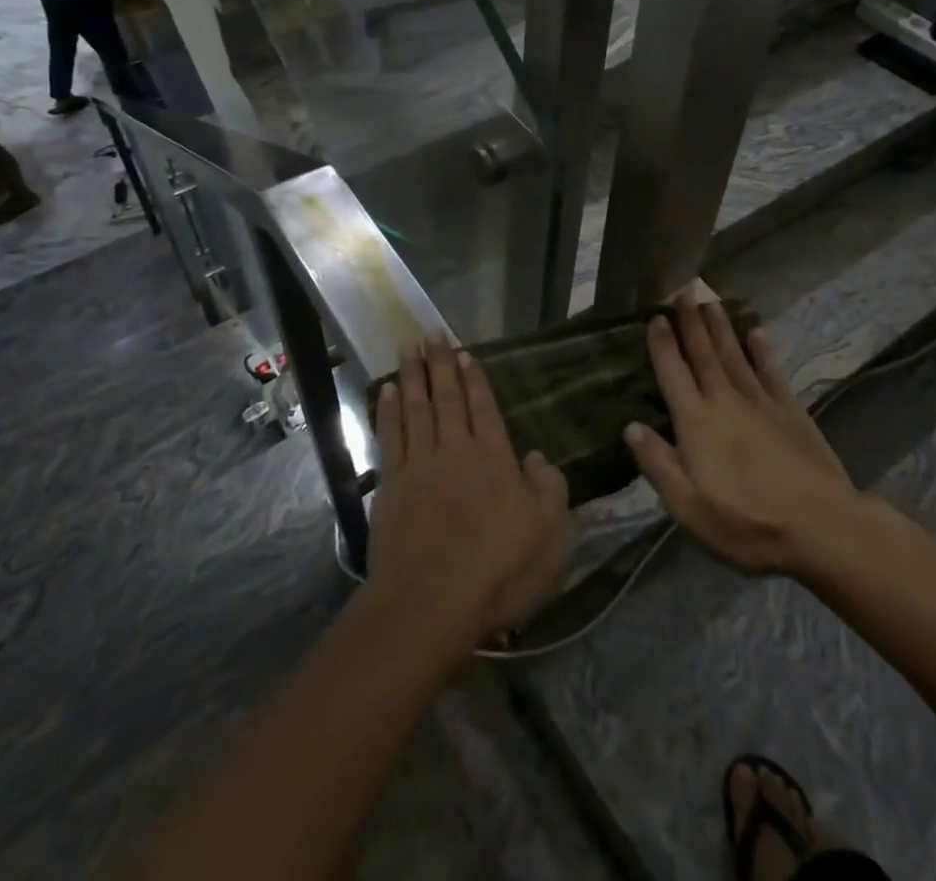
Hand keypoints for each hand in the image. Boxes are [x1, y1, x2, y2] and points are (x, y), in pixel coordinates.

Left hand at [368, 337, 571, 645]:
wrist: (431, 602)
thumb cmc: (499, 571)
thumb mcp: (550, 533)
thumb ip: (550, 487)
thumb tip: (537, 456)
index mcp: (495, 458)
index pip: (484, 407)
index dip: (474, 378)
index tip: (463, 351)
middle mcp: (456, 450)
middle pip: (447, 398)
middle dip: (440, 364)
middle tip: (431, 333)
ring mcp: (419, 465)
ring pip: (416, 408)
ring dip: (411, 375)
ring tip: (407, 346)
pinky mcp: (391, 485)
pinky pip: (390, 436)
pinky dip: (387, 411)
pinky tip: (385, 391)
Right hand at [626, 298, 860, 575]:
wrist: (821, 528)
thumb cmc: (746, 523)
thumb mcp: (688, 506)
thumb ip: (658, 463)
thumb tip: (630, 426)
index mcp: (696, 423)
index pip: (673, 373)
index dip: (662, 344)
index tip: (655, 317)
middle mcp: (725, 401)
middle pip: (704, 355)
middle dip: (691, 322)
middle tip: (684, 291)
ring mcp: (761, 403)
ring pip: (735, 355)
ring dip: (721, 327)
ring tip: (711, 301)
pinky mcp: (791, 412)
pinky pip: (772, 372)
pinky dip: (763, 351)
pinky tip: (757, 332)